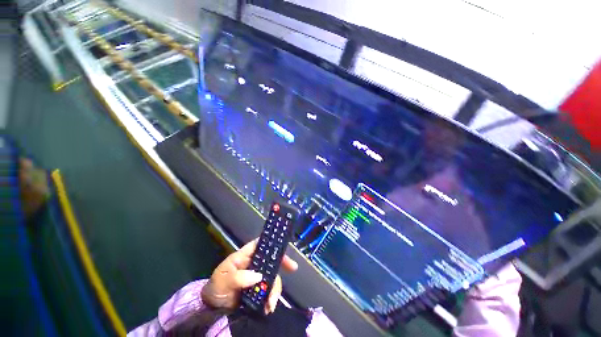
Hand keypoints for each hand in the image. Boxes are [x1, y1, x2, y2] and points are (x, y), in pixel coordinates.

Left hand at [201, 239, 297, 313]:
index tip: (282, 248)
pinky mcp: (259, 290)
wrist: (212, 310)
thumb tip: (258, 276)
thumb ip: (237, 277)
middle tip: (292, 268)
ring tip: (271, 303)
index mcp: (245, 255)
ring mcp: (258, 277)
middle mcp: (254, 264)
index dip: (272, 243)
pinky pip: (270, 290)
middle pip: (271, 259)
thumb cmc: (216, 287)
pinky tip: (269, 307)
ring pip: (273, 276)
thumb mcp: (222, 279)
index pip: (260, 244)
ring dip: (275, 288)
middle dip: (283, 262)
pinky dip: (272, 298)